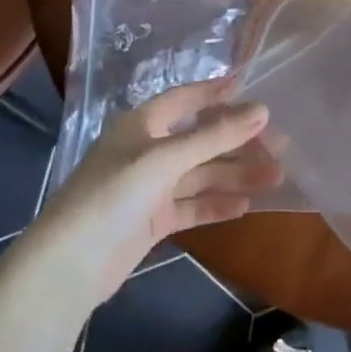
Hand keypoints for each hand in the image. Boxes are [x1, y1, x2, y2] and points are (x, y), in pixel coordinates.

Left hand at [26, 79, 279, 302]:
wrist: (70, 263)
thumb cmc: (114, 195)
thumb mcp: (167, 158)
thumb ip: (215, 135)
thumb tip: (262, 109)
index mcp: (142, 125)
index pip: (185, 99)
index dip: (216, 93)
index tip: (252, 88)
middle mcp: (147, 150)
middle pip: (200, 139)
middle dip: (238, 142)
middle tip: (280, 145)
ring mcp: (149, 187)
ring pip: (201, 175)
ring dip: (235, 175)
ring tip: (275, 177)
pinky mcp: (152, 220)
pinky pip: (192, 205)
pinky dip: (216, 204)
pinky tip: (245, 205)